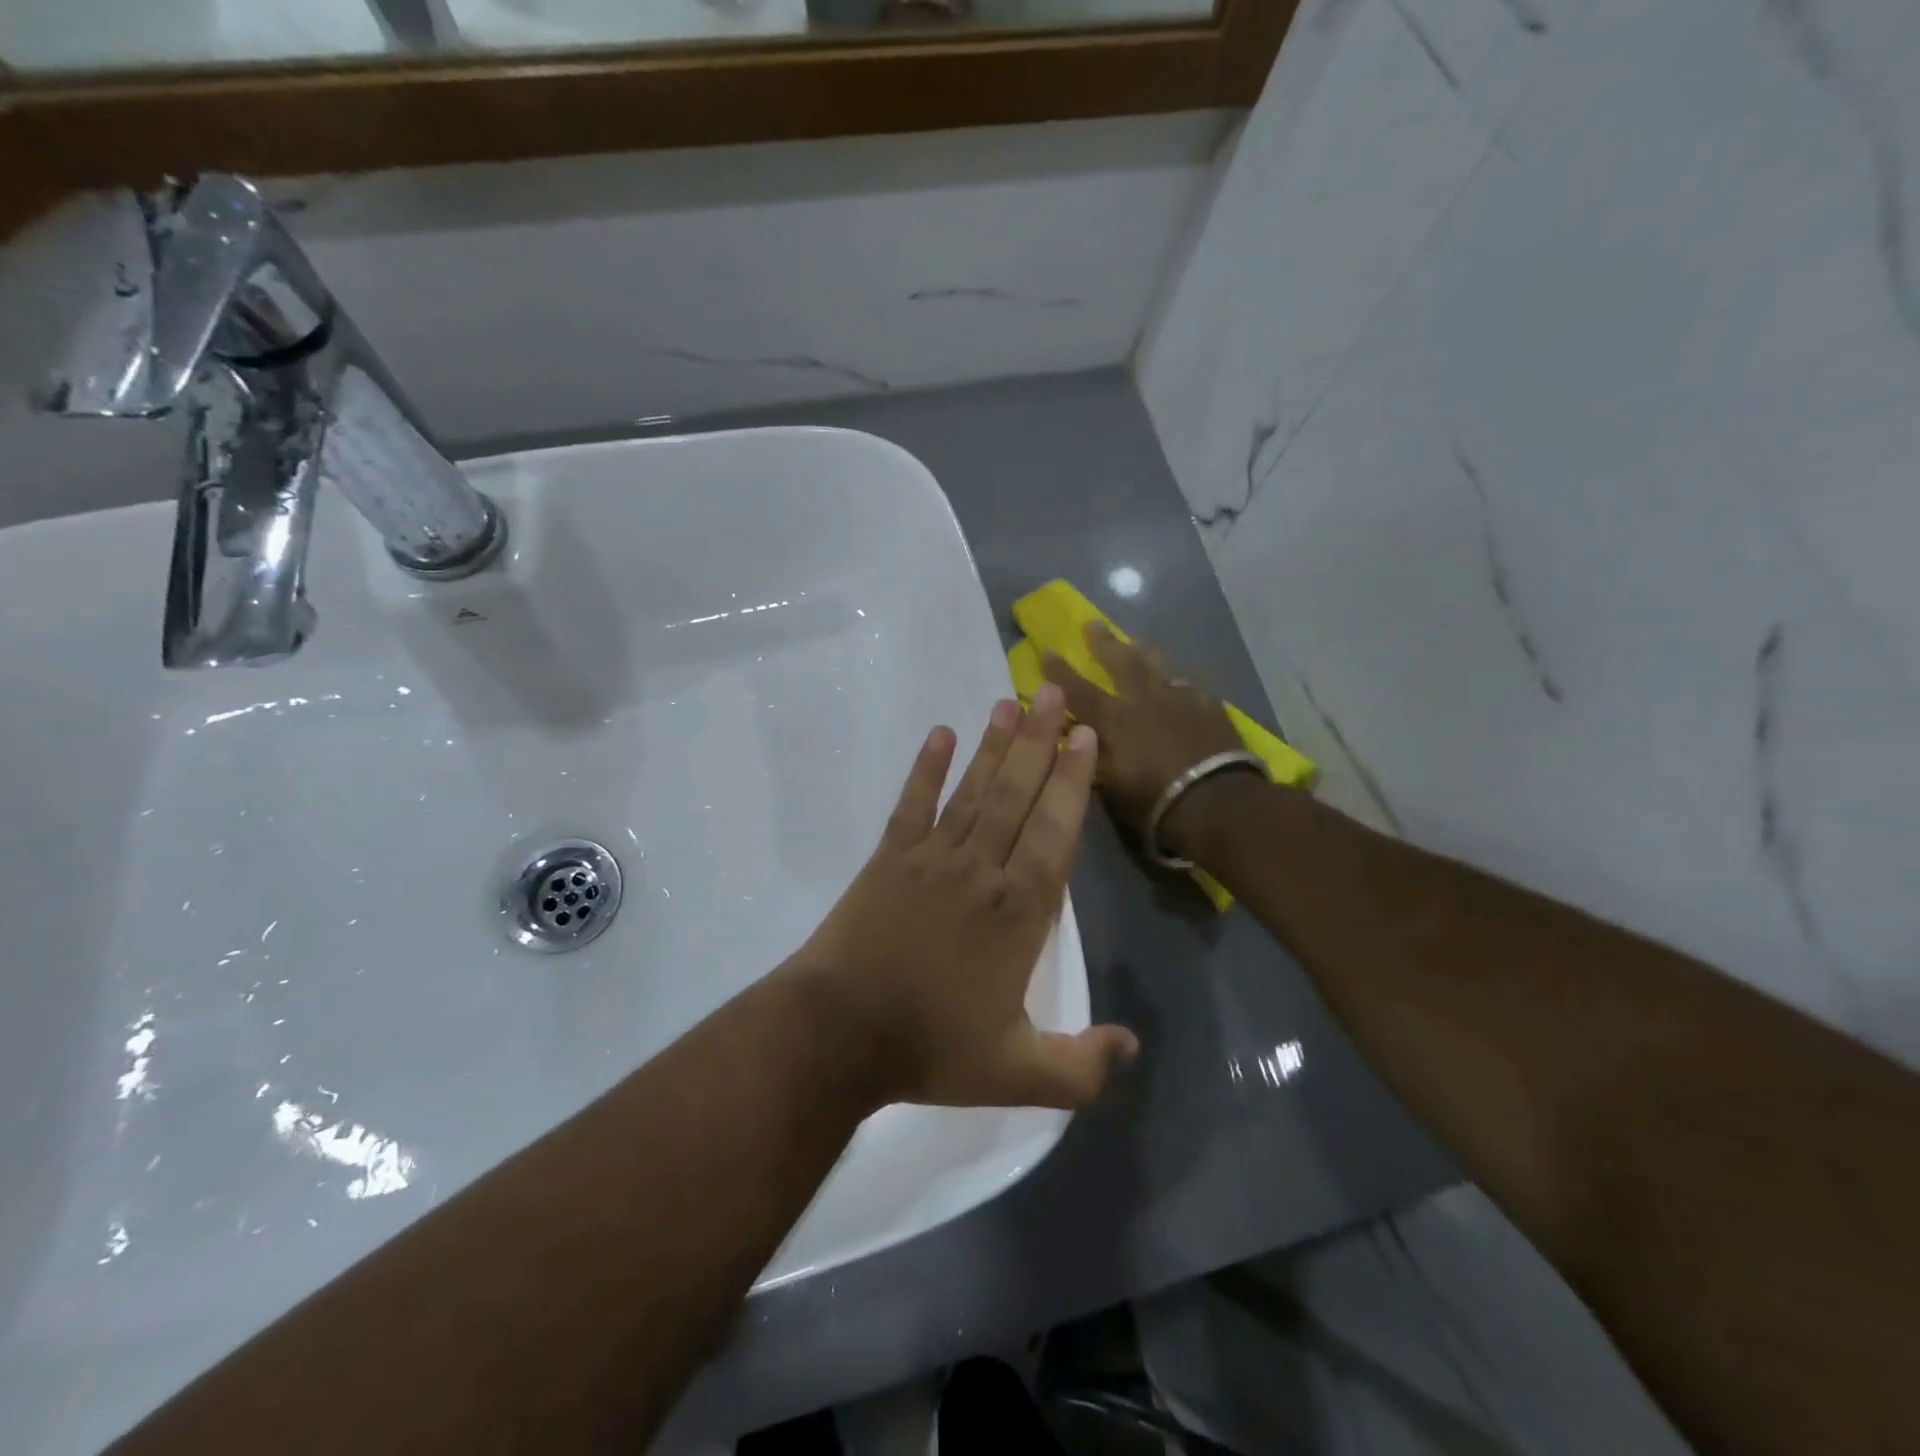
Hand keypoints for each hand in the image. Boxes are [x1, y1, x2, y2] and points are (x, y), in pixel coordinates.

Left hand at [784, 683, 1138, 1110]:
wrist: (837, 1033)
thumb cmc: (929, 1047)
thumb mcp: (1016, 1074)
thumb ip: (1081, 1067)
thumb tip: (1134, 1046)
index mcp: (1018, 913)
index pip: (1054, 832)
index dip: (1072, 782)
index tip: (1085, 736)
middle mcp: (980, 871)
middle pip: (1017, 796)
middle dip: (1040, 743)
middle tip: (1055, 693)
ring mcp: (930, 859)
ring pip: (972, 791)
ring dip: (994, 746)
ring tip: (1011, 702)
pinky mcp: (888, 859)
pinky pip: (912, 804)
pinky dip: (926, 769)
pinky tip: (940, 734)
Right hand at [1040, 624, 1244, 856]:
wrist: (1217, 800)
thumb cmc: (1153, 799)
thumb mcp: (1109, 783)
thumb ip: (1089, 754)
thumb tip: (1070, 734)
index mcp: (1113, 718)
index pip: (1078, 689)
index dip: (1059, 671)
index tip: (1047, 650)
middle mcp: (1143, 699)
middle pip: (1121, 662)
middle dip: (1104, 643)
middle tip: (1092, 623)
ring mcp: (1180, 699)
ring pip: (1159, 665)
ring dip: (1145, 651)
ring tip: (1138, 640)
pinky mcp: (1210, 707)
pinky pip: (1191, 685)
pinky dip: (1180, 680)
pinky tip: (1182, 680)